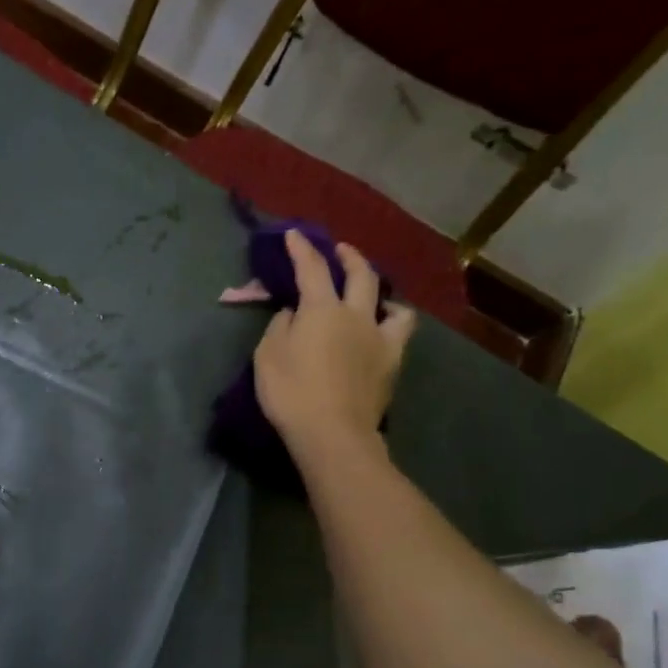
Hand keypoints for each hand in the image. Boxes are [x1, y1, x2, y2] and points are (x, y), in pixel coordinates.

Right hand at [253, 231, 415, 466]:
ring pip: (392, 304)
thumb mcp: (268, 356)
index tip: (294, 234)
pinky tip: (383, 332)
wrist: (332, 432)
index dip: (302, 249)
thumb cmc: (291, 392)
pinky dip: (392, 325)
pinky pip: (399, 334)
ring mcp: (380, 339)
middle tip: (339, 250)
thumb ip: (281, 327)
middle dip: (348, 257)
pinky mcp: (392, 363)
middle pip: (360, 275)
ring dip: (381, 294)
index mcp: (322, 310)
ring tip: (373, 298)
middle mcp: (356, 315)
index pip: (311, 269)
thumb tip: (294, 313)